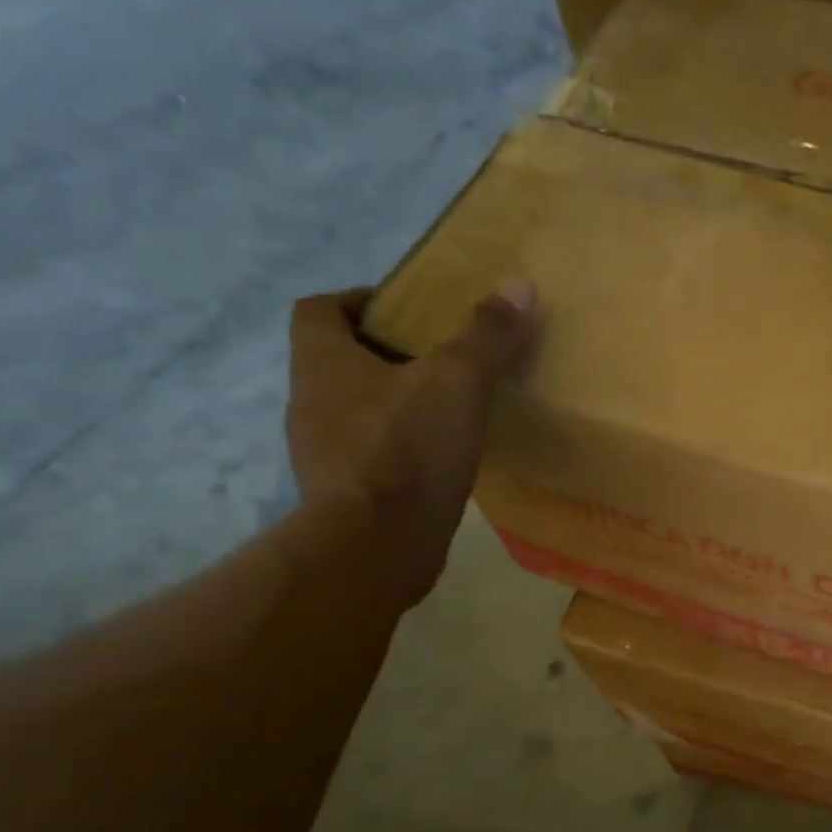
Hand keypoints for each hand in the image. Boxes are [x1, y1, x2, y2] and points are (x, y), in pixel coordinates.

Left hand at [286, 282, 536, 603]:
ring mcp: (325, 453)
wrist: (378, 546)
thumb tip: (519, 286)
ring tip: (452, 412)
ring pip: (361, 412)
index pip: (320, 310)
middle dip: (391, 356)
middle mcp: (312, 402)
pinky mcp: (348, 495)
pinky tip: (444, 461)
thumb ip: (486, 336)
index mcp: (323, 362)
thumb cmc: (407, 450)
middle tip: (446, 362)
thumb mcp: (457, 382)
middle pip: (344, 361)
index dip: (360, 302)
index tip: (408, 314)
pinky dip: (404, 451)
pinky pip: (375, 456)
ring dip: (399, 405)